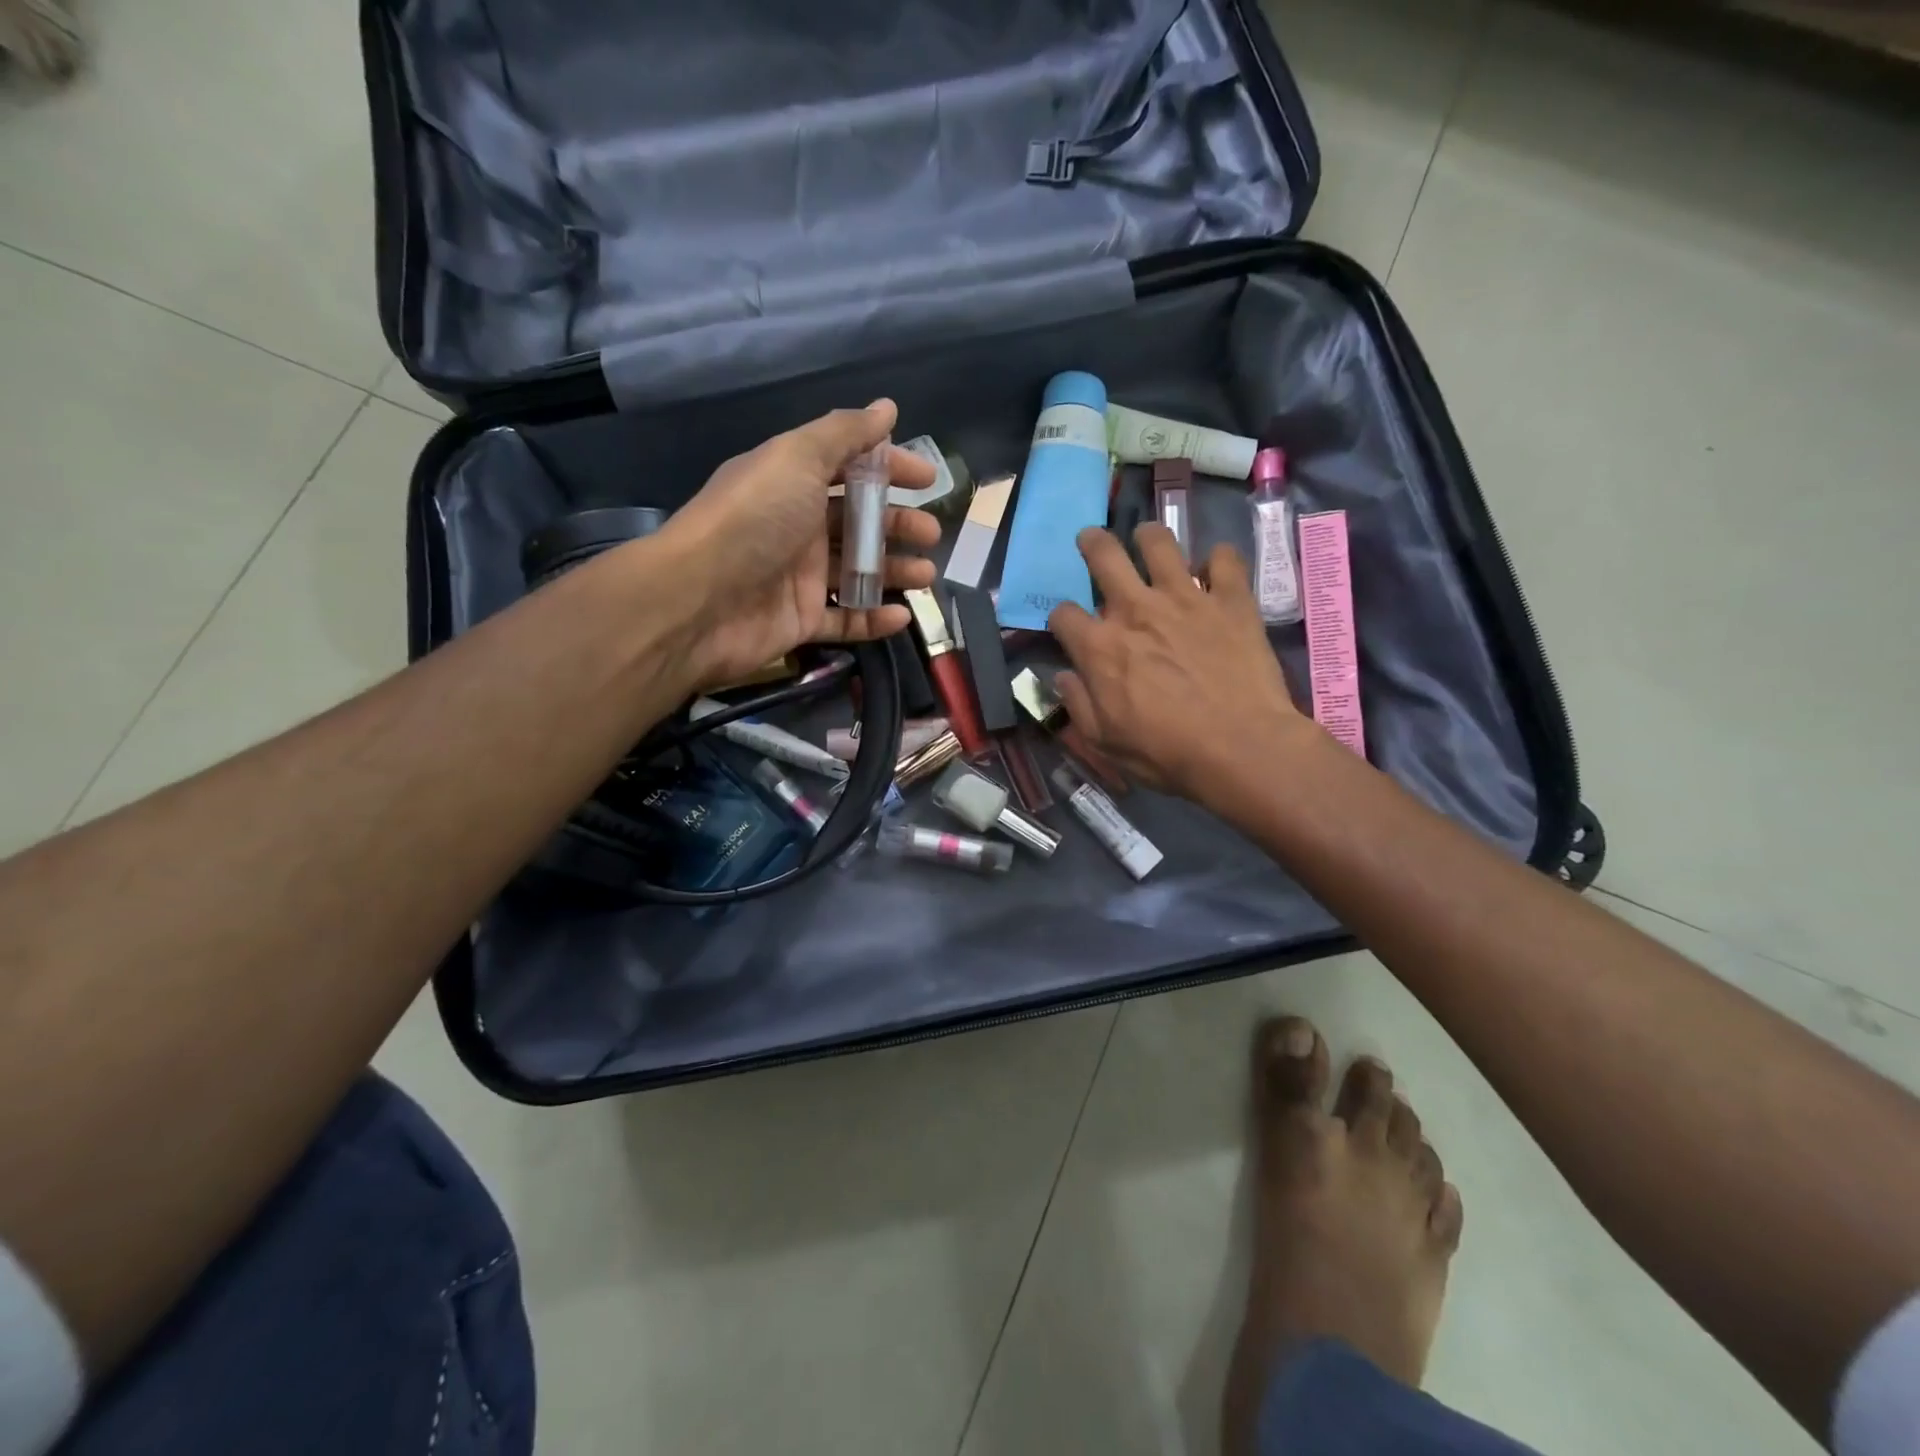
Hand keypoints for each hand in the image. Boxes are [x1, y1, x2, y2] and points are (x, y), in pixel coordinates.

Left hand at [659, 400, 941, 687]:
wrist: (700, 599)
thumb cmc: (754, 520)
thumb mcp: (798, 458)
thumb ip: (844, 434)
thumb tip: (887, 407)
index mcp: (793, 483)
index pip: (850, 469)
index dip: (890, 468)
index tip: (927, 479)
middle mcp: (796, 527)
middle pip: (858, 524)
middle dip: (898, 526)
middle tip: (930, 534)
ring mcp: (798, 577)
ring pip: (857, 573)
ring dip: (894, 572)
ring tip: (926, 576)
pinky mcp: (800, 622)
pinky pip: (845, 620)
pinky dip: (874, 619)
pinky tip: (902, 616)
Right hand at [1048, 524, 1311, 800]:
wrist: (1241, 747)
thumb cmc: (1166, 752)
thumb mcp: (1104, 741)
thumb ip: (1078, 704)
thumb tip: (1063, 677)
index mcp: (1100, 646)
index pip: (1063, 614)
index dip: (1061, 619)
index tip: (1069, 628)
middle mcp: (1136, 609)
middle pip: (1103, 555)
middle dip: (1092, 544)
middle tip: (1092, 540)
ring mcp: (1185, 597)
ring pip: (1160, 542)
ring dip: (1149, 537)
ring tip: (1148, 540)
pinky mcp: (1230, 599)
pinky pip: (1224, 558)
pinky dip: (1218, 560)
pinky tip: (1215, 570)